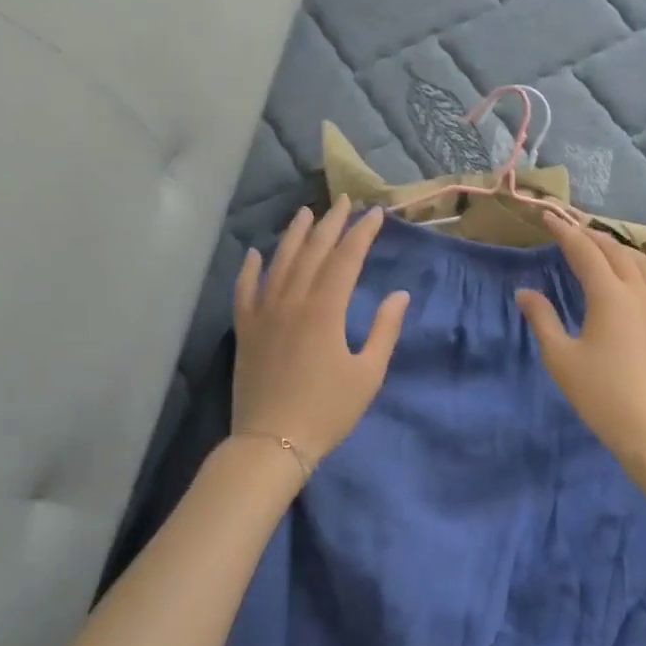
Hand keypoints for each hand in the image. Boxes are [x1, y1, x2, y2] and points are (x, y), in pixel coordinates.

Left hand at [232, 199, 408, 476]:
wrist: (272, 443)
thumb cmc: (327, 411)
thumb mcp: (368, 374)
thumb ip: (385, 330)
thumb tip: (399, 295)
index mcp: (325, 310)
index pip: (346, 259)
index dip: (362, 233)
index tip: (376, 214)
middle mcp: (292, 301)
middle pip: (313, 252)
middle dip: (331, 224)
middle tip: (344, 202)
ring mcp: (264, 313)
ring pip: (279, 262)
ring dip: (294, 235)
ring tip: (306, 212)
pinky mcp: (245, 329)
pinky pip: (245, 290)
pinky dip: (250, 269)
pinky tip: (255, 253)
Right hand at [515, 216, 645, 465]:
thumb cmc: (602, 395)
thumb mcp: (561, 358)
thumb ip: (542, 319)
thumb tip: (524, 292)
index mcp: (610, 295)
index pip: (584, 251)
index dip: (564, 231)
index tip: (547, 216)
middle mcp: (639, 291)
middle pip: (614, 250)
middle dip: (590, 234)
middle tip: (570, 227)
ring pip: (640, 261)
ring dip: (616, 247)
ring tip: (599, 245)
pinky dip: (638, 266)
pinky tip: (633, 275)